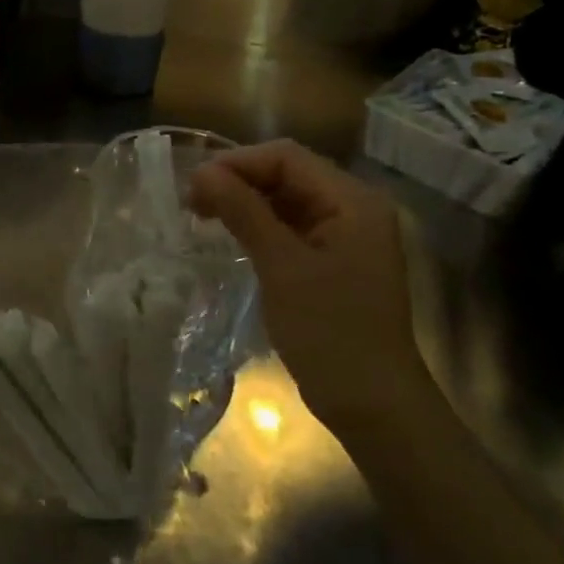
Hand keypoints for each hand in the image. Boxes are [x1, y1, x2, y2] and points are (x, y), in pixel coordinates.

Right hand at [189, 140, 425, 433]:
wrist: (373, 405)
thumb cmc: (330, 331)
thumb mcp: (282, 266)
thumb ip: (243, 212)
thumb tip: (201, 172)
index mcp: (353, 201)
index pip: (287, 158)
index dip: (237, 163)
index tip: (194, 185)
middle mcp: (352, 208)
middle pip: (287, 174)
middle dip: (238, 180)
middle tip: (191, 201)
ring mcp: (343, 235)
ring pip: (285, 199)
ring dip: (244, 201)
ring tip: (202, 215)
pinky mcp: (331, 259)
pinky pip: (289, 225)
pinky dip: (257, 224)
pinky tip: (229, 234)